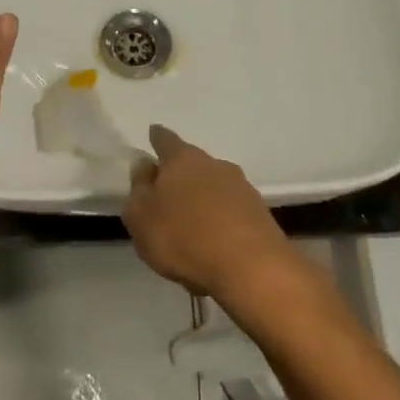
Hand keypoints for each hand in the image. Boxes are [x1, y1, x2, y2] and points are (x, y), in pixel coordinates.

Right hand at [123, 126, 294, 301]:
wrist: (250, 267)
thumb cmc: (184, 237)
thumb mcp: (142, 216)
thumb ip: (139, 189)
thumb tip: (145, 165)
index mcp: (183, 159)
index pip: (166, 140)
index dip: (157, 138)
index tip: (153, 133)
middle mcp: (214, 165)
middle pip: (193, 163)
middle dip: (181, 175)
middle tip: (167, 194)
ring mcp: (241, 187)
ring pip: (214, 187)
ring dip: (202, 200)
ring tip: (190, 226)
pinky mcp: (259, 213)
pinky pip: (231, 211)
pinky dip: (220, 221)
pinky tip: (214, 243)